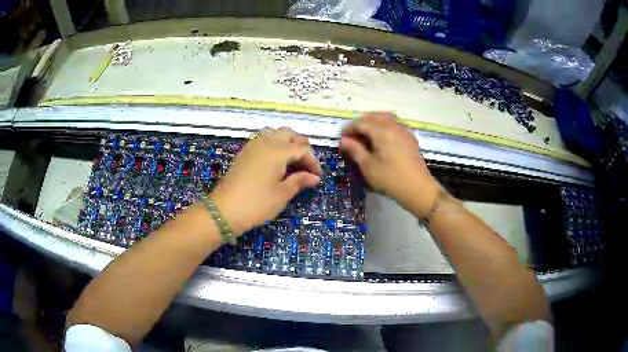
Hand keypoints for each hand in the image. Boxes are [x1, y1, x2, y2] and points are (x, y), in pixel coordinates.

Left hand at [210, 128, 320, 234]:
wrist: (224, 210)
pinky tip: (276, 162)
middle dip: (301, 147)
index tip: (316, 177)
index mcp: (278, 150)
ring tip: (292, 162)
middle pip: (289, 134)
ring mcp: (253, 145)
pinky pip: (264, 140)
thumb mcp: (282, 194)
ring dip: (287, 143)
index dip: (312, 162)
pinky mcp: (244, 152)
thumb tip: (314, 177)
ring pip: (276, 134)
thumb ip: (299, 181)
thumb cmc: (257, 203)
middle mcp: (266, 142)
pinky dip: (274, 145)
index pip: (303, 149)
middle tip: (305, 166)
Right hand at [340, 113, 438, 216]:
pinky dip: (384, 127)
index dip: (349, 128)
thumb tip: (344, 140)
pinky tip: (381, 139)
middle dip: (361, 123)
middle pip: (374, 117)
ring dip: (373, 123)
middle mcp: (393, 126)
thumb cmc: (390, 178)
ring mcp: (404, 131)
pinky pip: (395, 126)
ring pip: (386, 119)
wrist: (417, 188)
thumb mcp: (368, 166)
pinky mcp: (410, 139)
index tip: (341, 137)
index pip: (361, 123)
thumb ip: (355, 150)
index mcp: (381, 131)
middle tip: (352, 135)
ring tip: (365, 135)